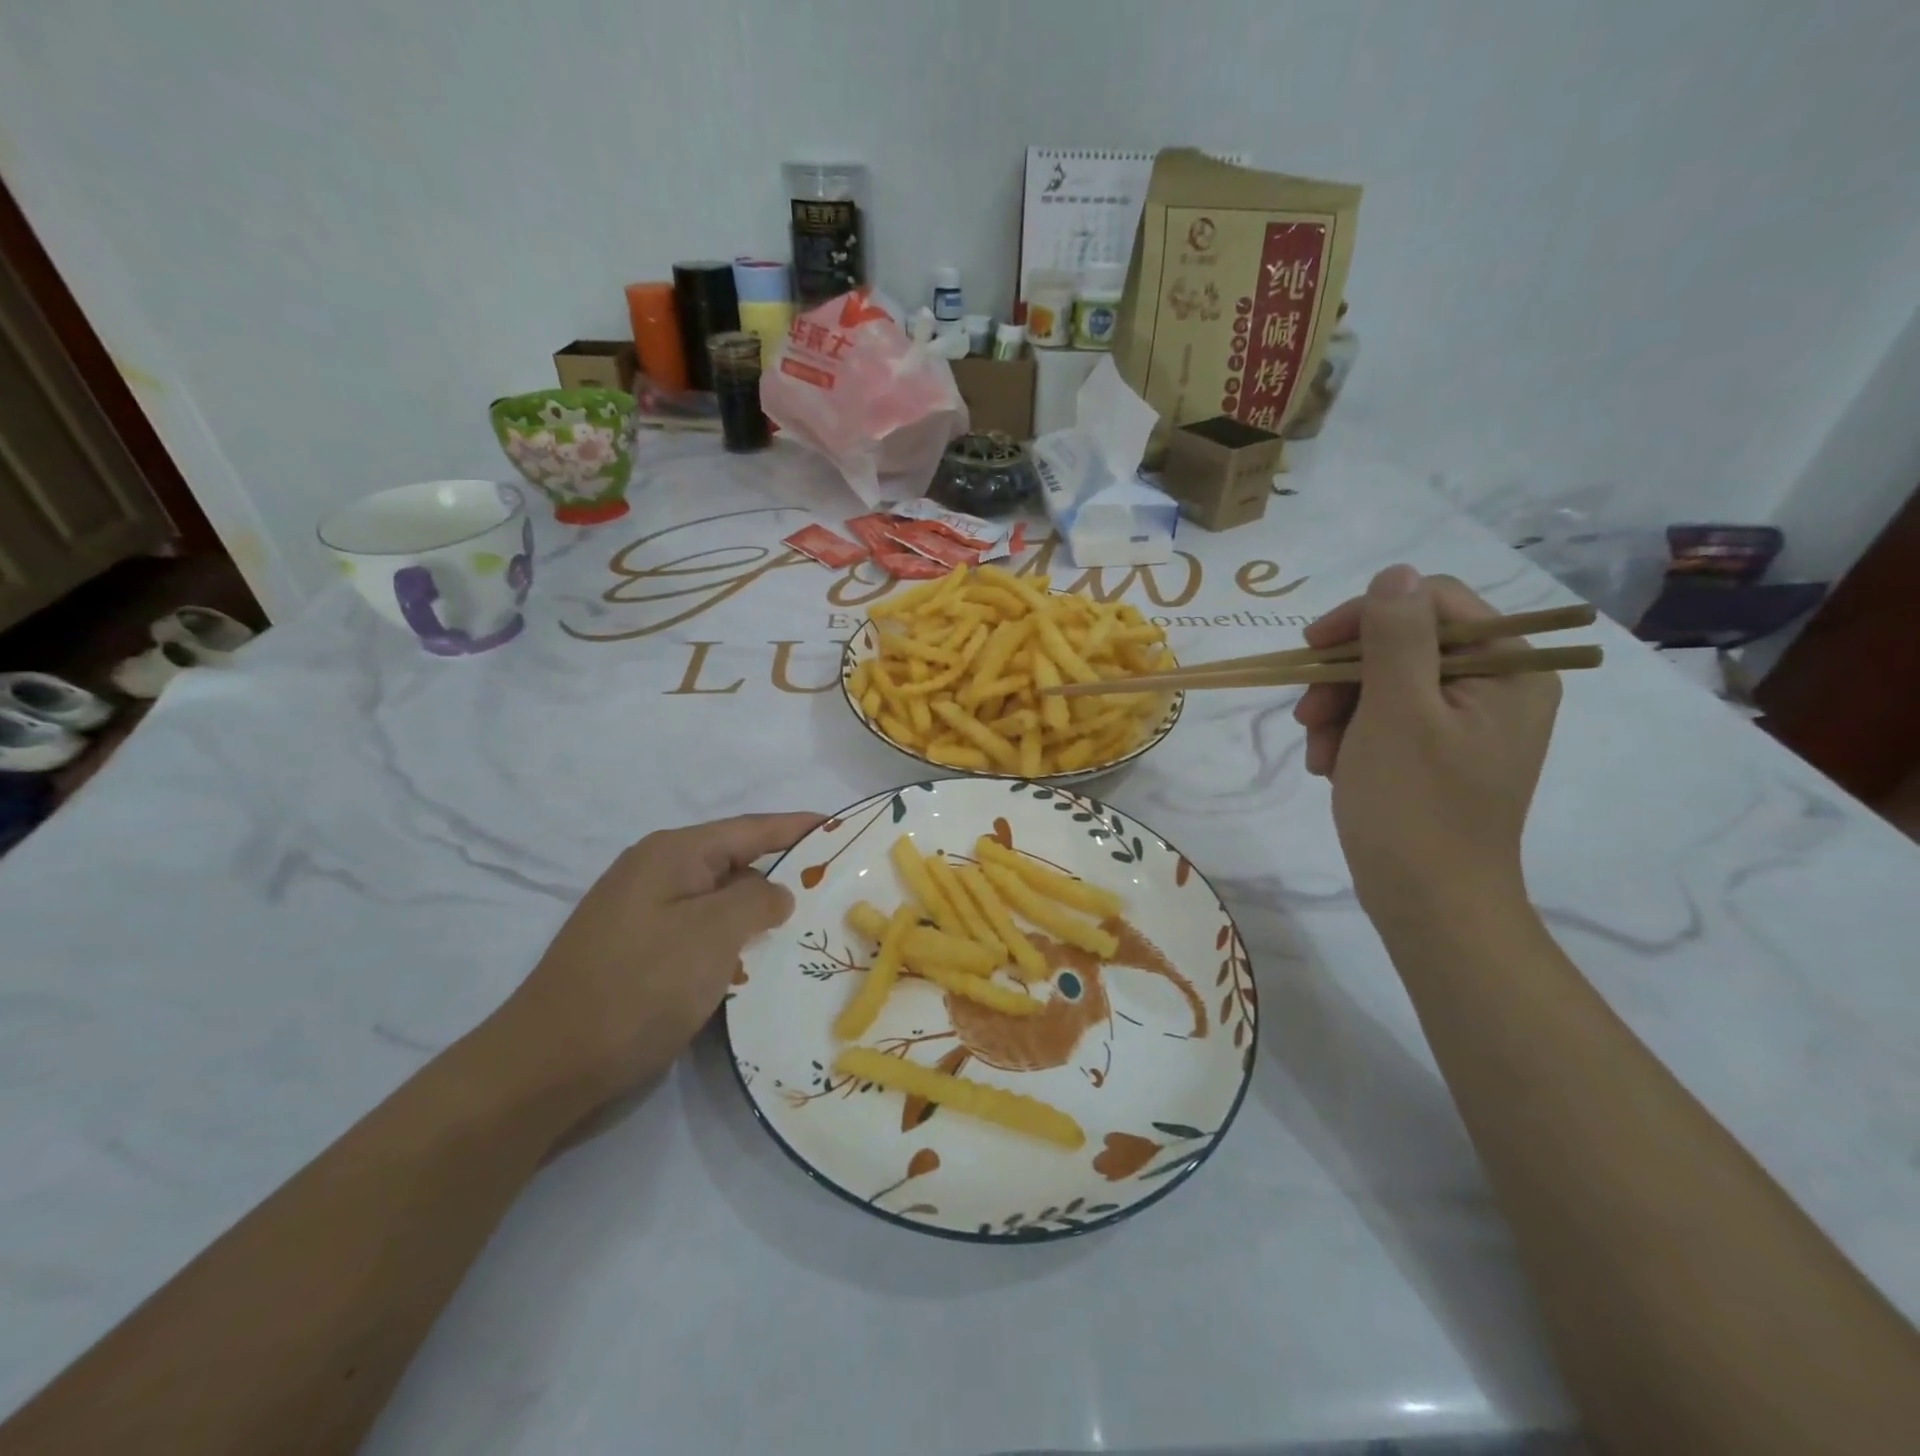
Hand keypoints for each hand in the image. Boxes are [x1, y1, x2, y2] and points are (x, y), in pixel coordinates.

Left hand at [498, 812, 822, 1101]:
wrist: (546, 1068)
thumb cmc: (637, 988)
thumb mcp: (710, 934)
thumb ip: (756, 901)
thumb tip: (777, 892)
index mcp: (672, 855)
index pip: (751, 828)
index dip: (799, 827)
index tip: (843, 828)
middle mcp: (658, 876)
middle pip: (737, 864)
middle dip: (786, 876)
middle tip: (839, 891)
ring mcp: (646, 918)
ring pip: (721, 904)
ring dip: (761, 917)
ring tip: (813, 930)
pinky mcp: (642, 957)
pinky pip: (703, 937)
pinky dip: (735, 946)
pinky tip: (763, 966)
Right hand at [1293, 566, 1559, 922]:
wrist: (1428, 904)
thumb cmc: (1414, 807)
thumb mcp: (1396, 712)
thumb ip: (1396, 636)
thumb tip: (1395, 573)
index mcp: (1510, 669)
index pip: (1432, 603)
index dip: (1365, 616)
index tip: (1312, 648)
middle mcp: (1498, 687)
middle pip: (1404, 643)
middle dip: (1345, 677)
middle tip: (1308, 716)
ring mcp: (1468, 722)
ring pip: (1385, 681)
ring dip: (1339, 710)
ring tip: (1319, 754)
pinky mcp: (1439, 751)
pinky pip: (1386, 717)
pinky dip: (1351, 735)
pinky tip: (1332, 766)